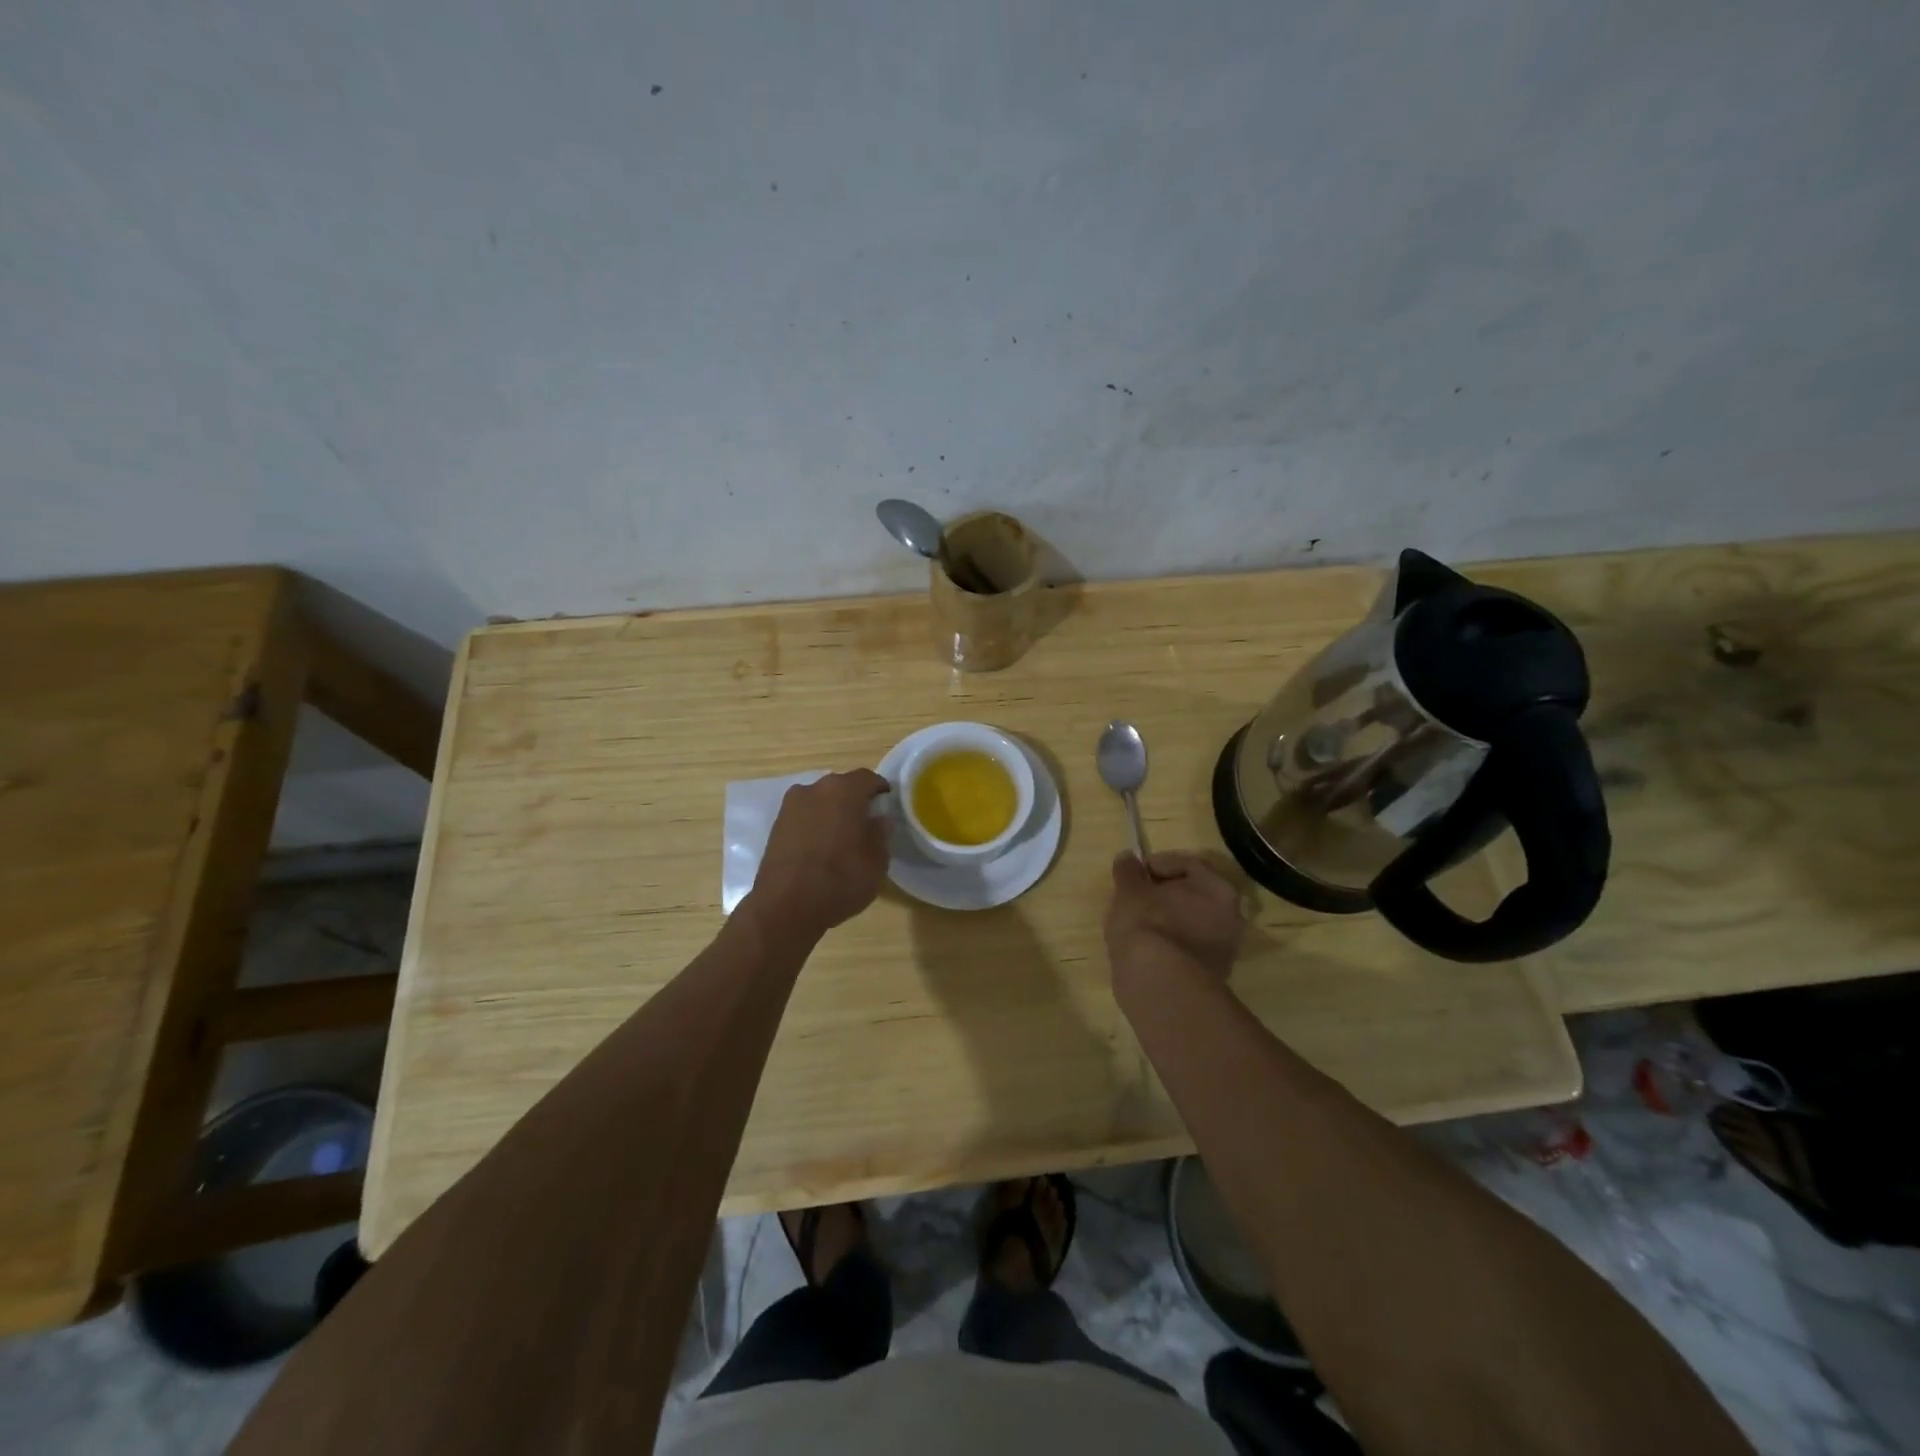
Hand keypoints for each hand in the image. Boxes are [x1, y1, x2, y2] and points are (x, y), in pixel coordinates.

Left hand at [745, 770, 890, 939]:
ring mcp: (791, 806)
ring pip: (820, 800)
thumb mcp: (876, 863)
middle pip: (841, 786)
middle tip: (867, 821)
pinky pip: (804, 816)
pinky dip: (815, 824)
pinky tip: (821, 846)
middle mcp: (814, 789)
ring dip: (832, 811)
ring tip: (843, 836)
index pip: (867, 778)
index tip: (887, 802)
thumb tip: (879, 820)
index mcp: (843, 791)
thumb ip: (880, 835)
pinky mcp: (776, 826)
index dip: (879, 788)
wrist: (784, 907)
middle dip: (855, 799)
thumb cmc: (839, 881)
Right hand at [1105, 851, 1245, 982]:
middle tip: (1136, 899)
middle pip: (1194, 894)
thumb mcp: (1128, 891)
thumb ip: (1128, 871)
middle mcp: (1232, 916)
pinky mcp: (1212, 975)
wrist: (1159, 985)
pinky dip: (1171, 944)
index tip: (1134, 874)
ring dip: (1169, 920)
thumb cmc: (1147, 925)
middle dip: (1165, 894)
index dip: (1157, 864)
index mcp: (1217, 888)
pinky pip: (1188, 948)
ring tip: (1139, 926)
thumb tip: (1128, 858)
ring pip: (1192, 923)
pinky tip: (1148, 950)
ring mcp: (1225, 949)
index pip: (1188, 864)